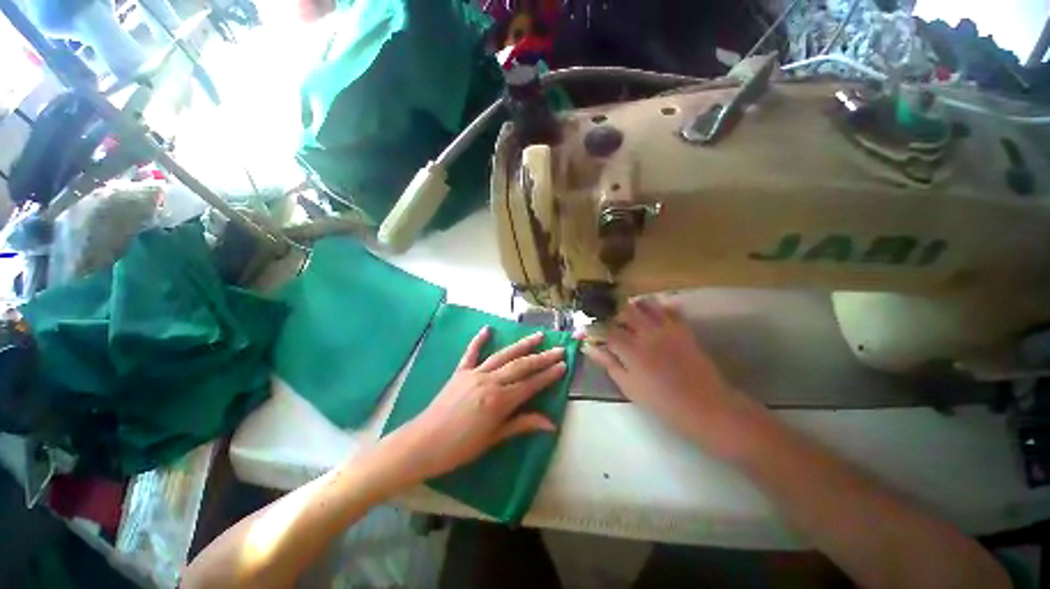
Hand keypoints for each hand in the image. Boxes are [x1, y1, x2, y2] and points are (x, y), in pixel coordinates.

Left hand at [378, 327, 565, 488]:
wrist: (423, 444)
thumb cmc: (460, 448)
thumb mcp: (494, 439)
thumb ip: (522, 425)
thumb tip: (551, 424)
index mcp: (499, 400)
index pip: (531, 384)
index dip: (548, 375)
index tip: (563, 365)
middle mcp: (490, 381)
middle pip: (521, 366)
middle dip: (542, 357)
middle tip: (559, 349)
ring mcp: (474, 373)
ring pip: (503, 355)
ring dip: (522, 345)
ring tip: (538, 335)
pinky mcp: (460, 372)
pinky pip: (471, 353)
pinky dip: (479, 340)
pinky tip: (487, 329)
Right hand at [583, 299, 753, 458]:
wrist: (705, 407)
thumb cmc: (662, 402)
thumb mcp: (629, 386)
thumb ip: (608, 363)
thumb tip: (589, 347)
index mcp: (631, 350)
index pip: (606, 330)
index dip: (594, 328)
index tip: (587, 331)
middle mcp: (647, 333)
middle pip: (624, 310)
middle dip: (612, 312)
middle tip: (609, 322)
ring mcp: (667, 329)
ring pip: (646, 304)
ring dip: (633, 306)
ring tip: (628, 315)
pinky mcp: (683, 329)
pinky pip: (670, 309)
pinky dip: (659, 307)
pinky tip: (653, 315)